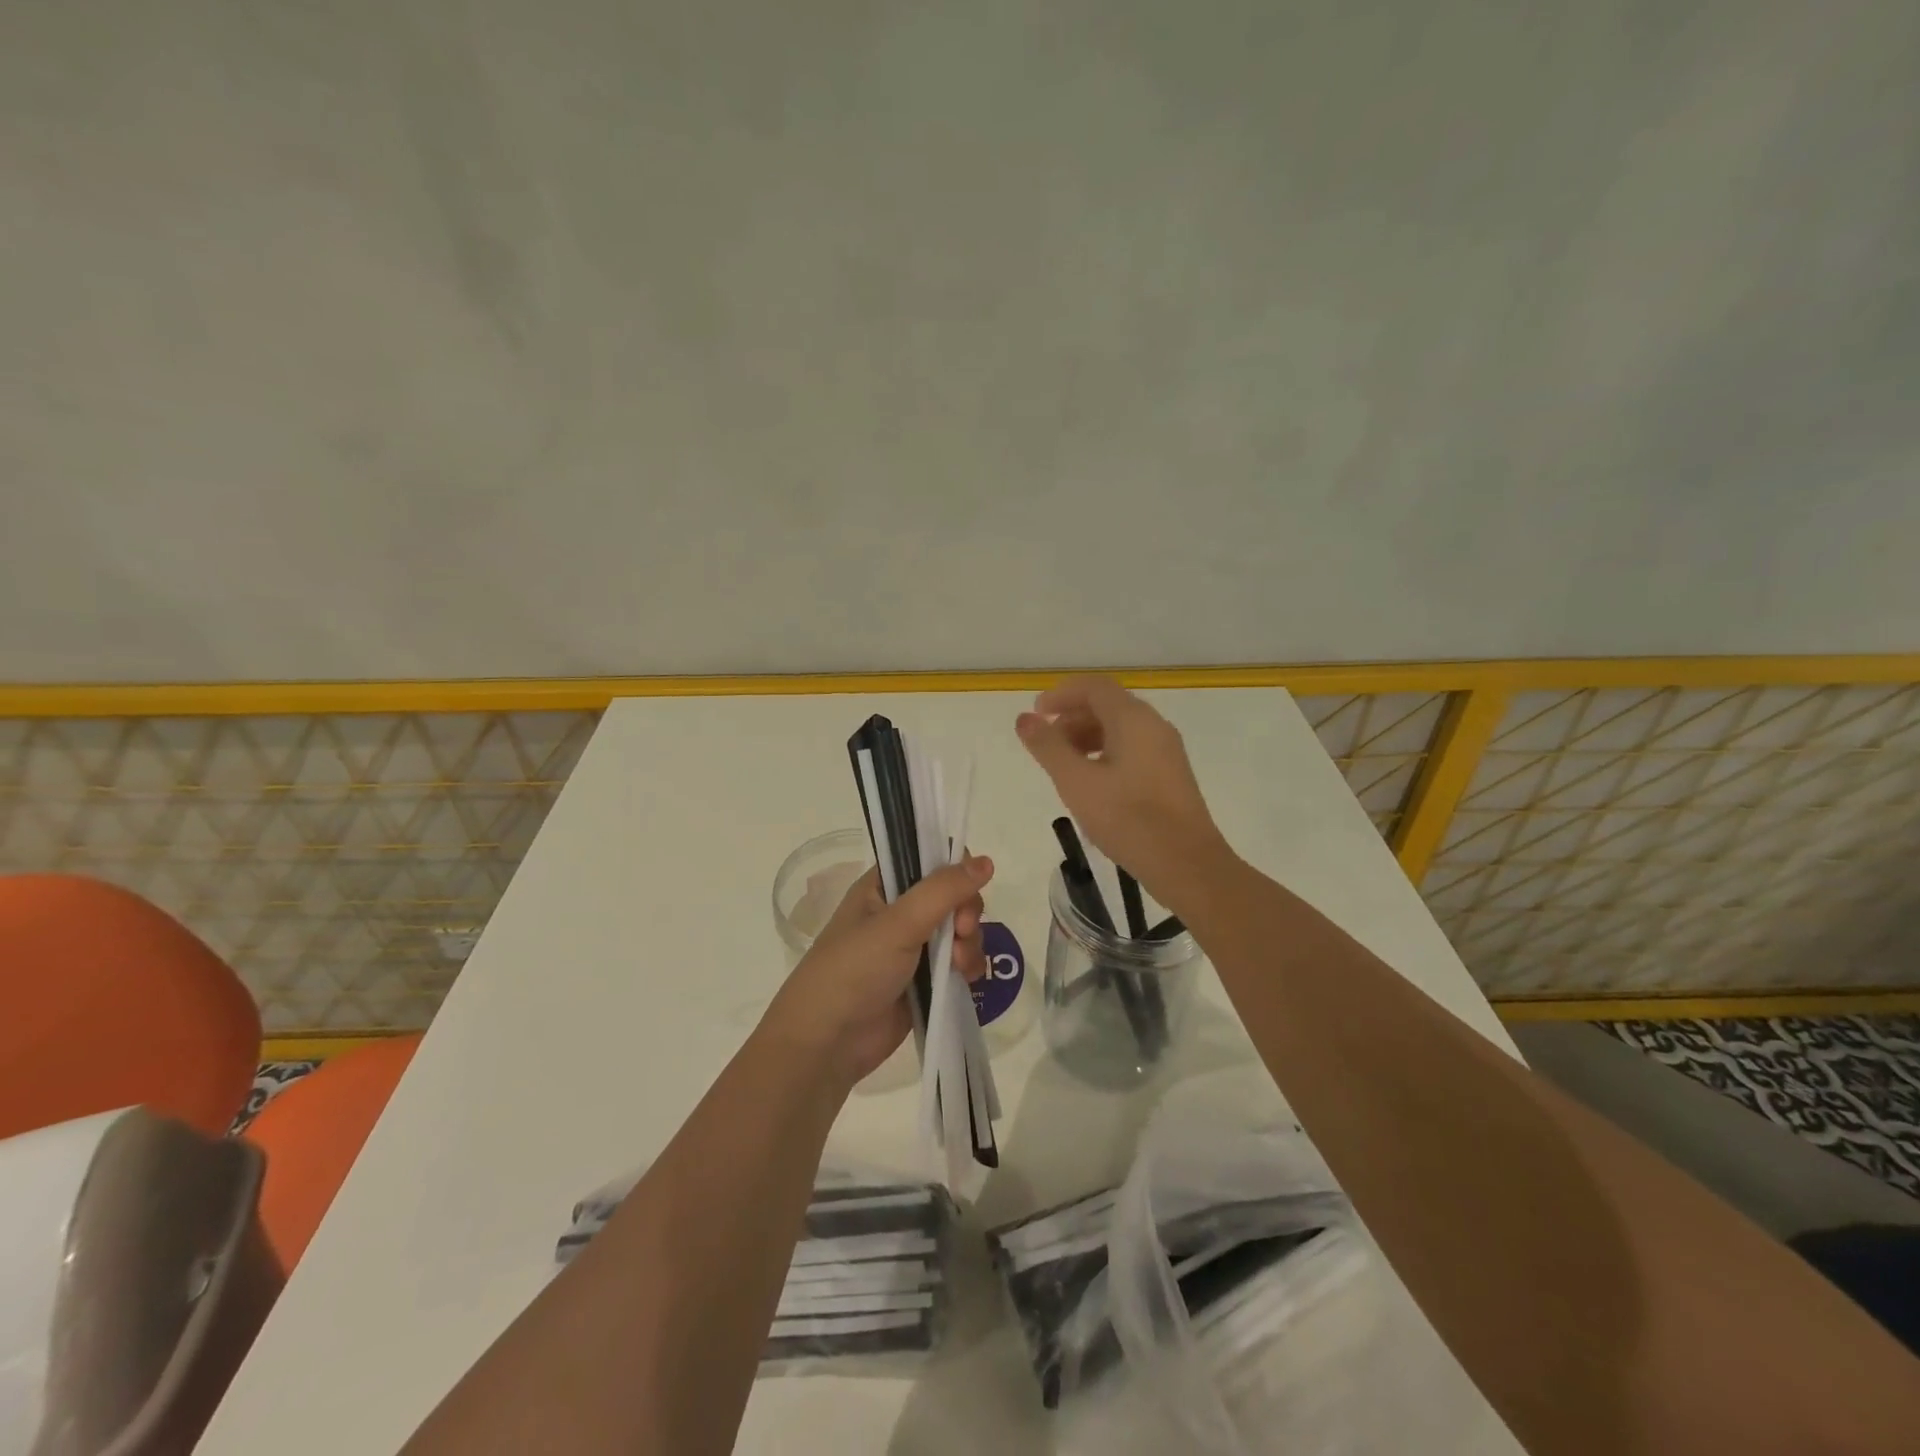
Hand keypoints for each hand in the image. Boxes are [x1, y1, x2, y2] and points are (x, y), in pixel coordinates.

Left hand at [765, 855, 993, 1086]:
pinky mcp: (923, 982)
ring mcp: (912, 948)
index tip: (963, 891)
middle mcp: (899, 911)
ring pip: (959, 930)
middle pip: (952, 895)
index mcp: (882, 887)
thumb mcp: (898, 924)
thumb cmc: (854, 971)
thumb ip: (944, 891)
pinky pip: (958, 962)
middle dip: (966, 913)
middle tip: (961, 932)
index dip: (954, 870)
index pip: (929, 859)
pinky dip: (967, 967)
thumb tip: (987, 861)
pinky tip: (964, 979)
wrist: (827, 1044)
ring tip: (959, 966)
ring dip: (969, 943)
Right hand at [1016, 676, 1231, 906]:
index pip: (1094, 687)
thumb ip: (1048, 747)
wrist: (1186, 864)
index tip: (1036, 714)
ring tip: (1064, 766)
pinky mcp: (1170, 775)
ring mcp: (1166, 751)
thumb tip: (1025, 718)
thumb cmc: (1127, 818)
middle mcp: (1154, 726)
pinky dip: (1105, 753)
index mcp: (1133, 720)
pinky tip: (1092, 784)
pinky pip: (1132, 749)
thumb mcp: (1076, 782)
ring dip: (1087, 736)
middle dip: (1072, 717)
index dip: (1061, 694)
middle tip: (1046, 744)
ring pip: (1120, 729)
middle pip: (1108, 705)